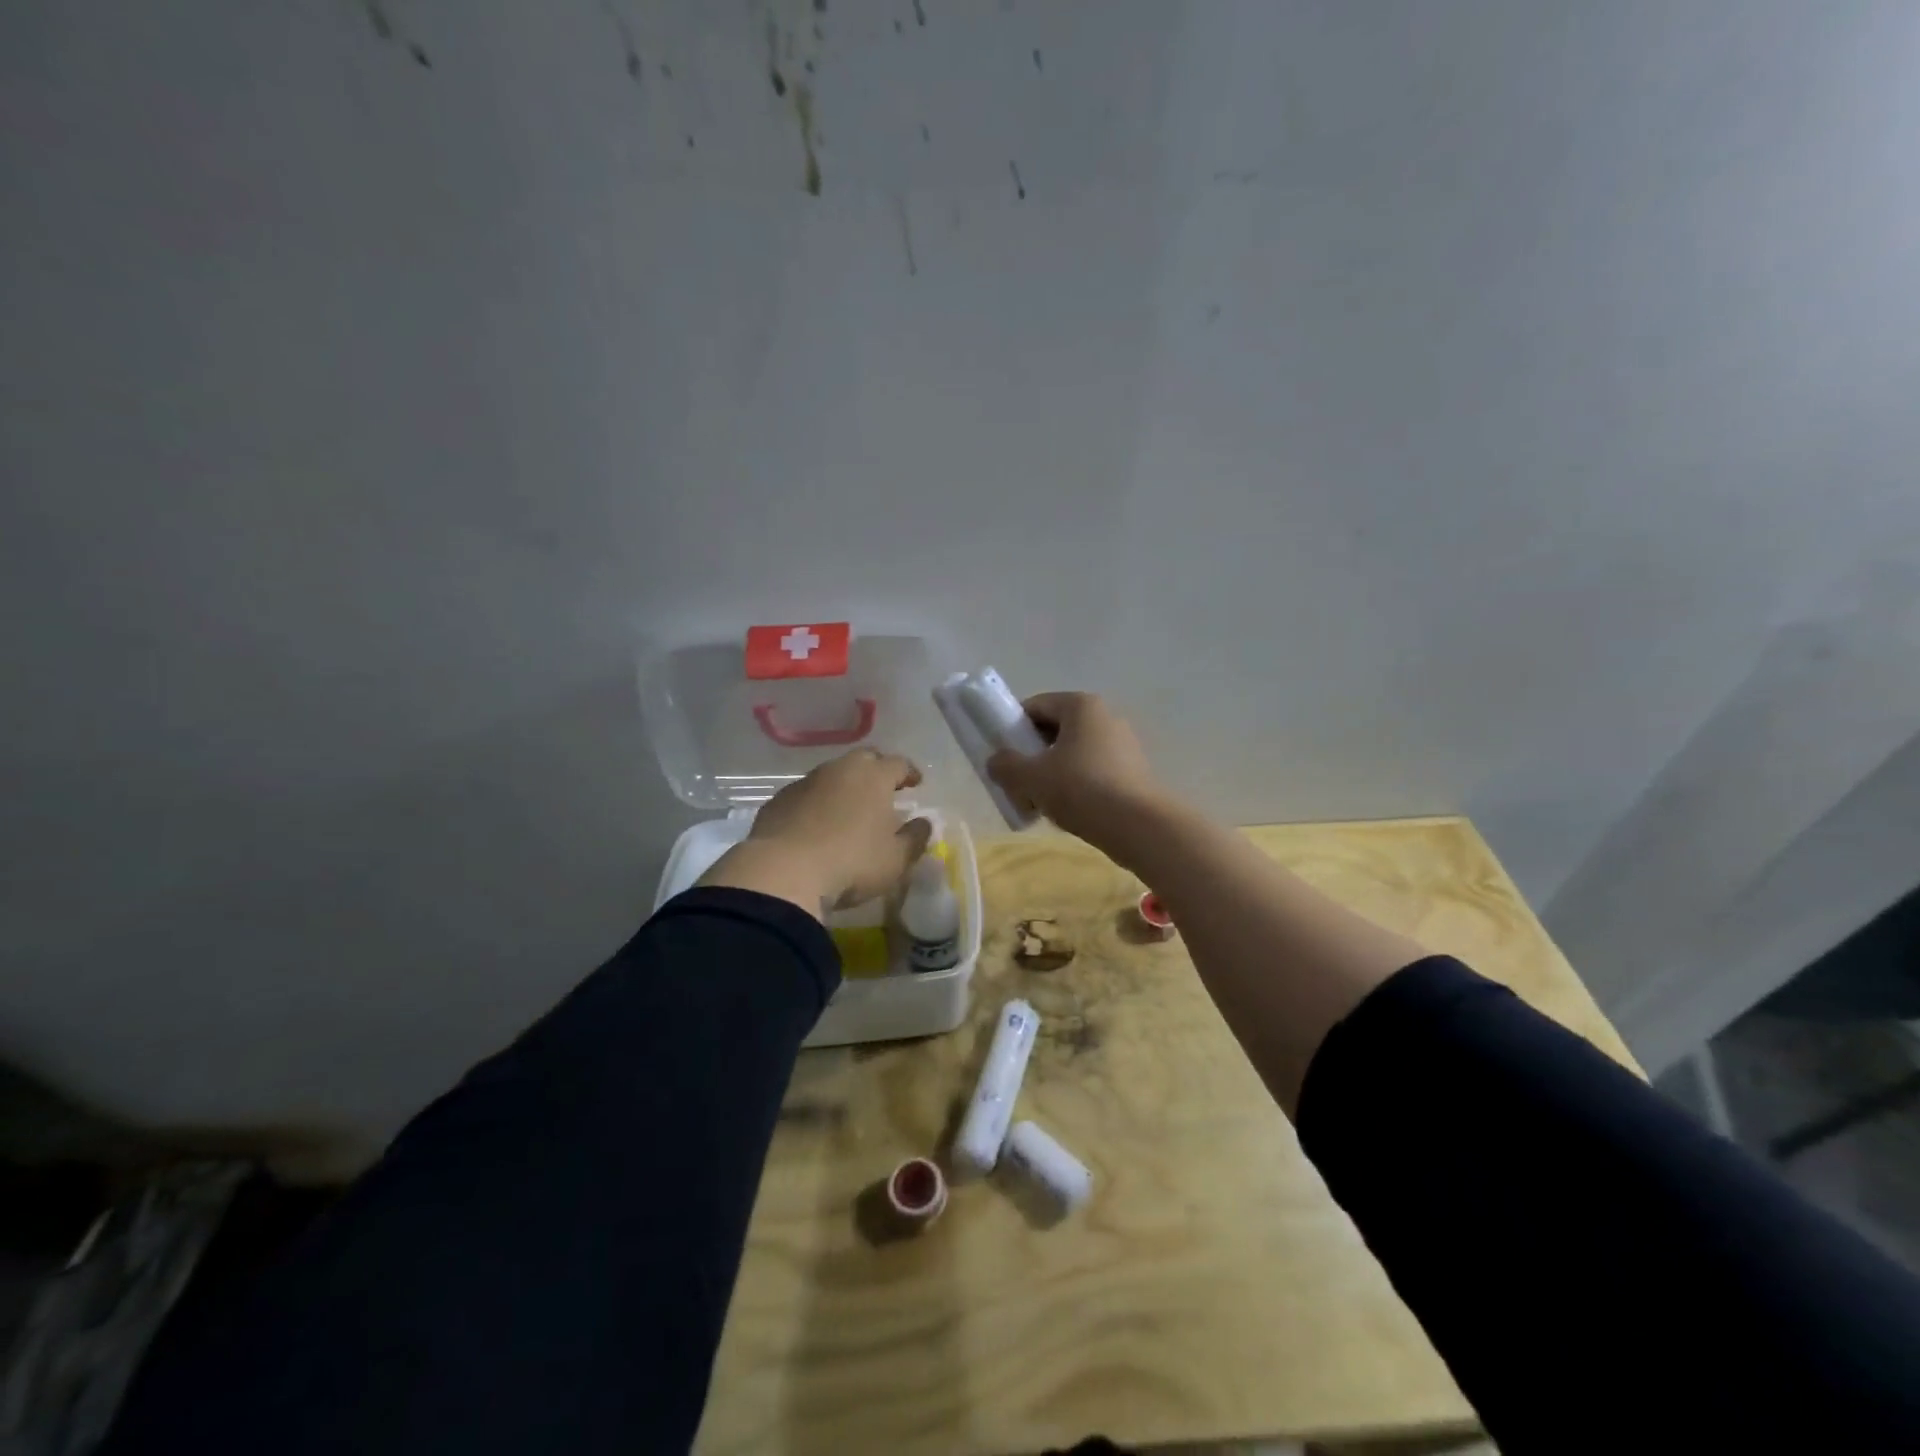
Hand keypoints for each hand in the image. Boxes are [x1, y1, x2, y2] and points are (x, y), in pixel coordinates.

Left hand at [698, 749, 931, 917]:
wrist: (783, 873)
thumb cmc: (851, 863)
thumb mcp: (896, 859)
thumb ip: (915, 838)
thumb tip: (923, 823)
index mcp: (873, 777)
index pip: (898, 763)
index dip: (909, 772)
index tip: (915, 783)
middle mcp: (839, 770)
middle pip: (864, 760)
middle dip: (876, 771)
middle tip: (883, 791)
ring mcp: (805, 782)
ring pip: (832, 775)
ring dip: (844, 787)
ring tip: (849, 810)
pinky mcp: (778, 800)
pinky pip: (806, 794)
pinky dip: (817, 803)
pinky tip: (816, 825)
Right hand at [986, 692, 1164, 849]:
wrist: (1139, 826)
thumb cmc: (1081, 789)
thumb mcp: (1031, 778)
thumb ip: (1006, 766)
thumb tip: (996, 761)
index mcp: (1080, 706)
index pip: (1035, 706)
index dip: (1012, 728)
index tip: (1001, 755)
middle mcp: (1105, 717)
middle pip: (1055, 730)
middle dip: (1032, 756)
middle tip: (1017, 782)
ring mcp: (1123, 744)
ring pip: (1073, 753)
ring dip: (1052, 774)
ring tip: (1040, 803)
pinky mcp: (1133, 771)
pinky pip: (1093, 771)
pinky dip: (1075, 786)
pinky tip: (1067, 812)